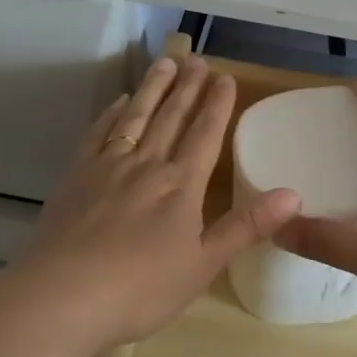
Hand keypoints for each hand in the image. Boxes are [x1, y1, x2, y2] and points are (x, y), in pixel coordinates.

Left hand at [8, 55, 301, 351]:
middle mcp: (146, 165)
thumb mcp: (203, 265)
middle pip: (171, 117)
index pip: (205, 134)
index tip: (225, 77)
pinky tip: (118, 102)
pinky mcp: (75, 177)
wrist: (61, 297)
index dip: (217, 105)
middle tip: (197, 59)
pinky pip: (99, 134)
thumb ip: (246, 226)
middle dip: (187, 87)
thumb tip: (294, 194)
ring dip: (152, 88)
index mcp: (181, 185)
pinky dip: (112, 114)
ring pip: (135, 117)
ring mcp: (107, 167)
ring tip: (165, 63)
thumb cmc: (140, 289)